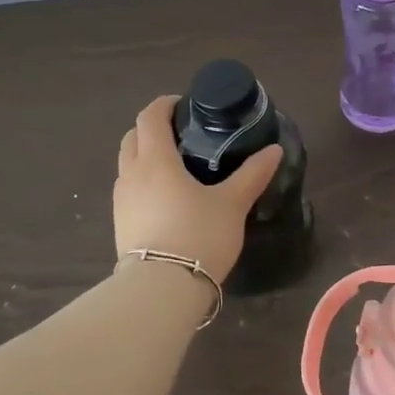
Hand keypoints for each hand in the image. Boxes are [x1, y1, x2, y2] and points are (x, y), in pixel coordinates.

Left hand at [113, 96, 282, 284]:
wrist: (162, 289)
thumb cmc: (198, 236)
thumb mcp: (232, 204)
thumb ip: (252, 175)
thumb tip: (274, 150)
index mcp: (155, 160)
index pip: (150, 117)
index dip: (164, 105)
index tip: (184, 105)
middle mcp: (131, 174)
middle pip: (132, 137)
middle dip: (153, 129)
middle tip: (182, 135)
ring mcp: (121, 201)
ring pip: (128, 165)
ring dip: (145, 156)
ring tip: (176, 167)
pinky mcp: (120, 224)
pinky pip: (129, 190)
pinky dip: (144, 182)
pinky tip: (167, 199)